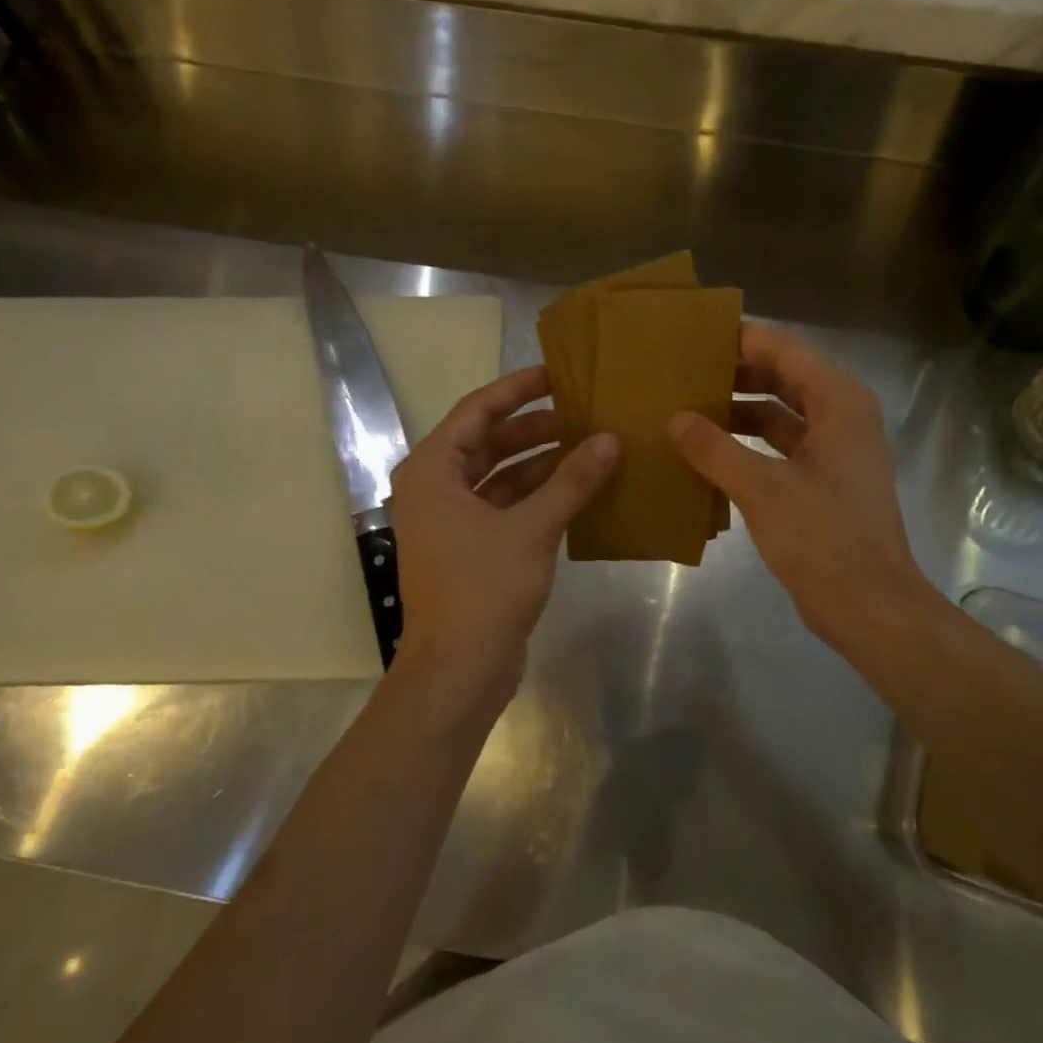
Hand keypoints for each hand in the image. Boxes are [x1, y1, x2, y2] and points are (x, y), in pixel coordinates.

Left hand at [388, 365, 617, 707]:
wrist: (459, 669)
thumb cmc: (484, 588)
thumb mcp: (532, 528)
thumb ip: (572, 480)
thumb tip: (610, 439)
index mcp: (433, 472)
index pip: (476, 411)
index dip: (517, 389)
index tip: (556, 373)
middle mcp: (436, 490)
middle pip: (488, 442)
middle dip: (534, 427)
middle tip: (582, 413)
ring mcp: (453, 522)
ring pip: (500, 477)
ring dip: (541, 463)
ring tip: (589, 448)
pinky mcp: (472, 549)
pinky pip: (506, 507)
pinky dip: (538, 497)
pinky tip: (578, 491)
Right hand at [668, 323, 939, 654]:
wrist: (870, 606)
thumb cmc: (823, 538)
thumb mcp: (762, 489)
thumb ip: (715, 449)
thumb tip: (676, 419)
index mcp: (839, 404)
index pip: (786, 351)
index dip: (743, 339)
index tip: (696, 335)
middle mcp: (842, 419)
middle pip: (785, 379)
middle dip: (737, 374)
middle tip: (684, 371)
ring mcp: (835, 455)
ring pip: (781, 417)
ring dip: (740, 413)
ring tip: (689, 410)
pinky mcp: (824, 486)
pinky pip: (781, 451)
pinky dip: (749, 448)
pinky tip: (710, 457)